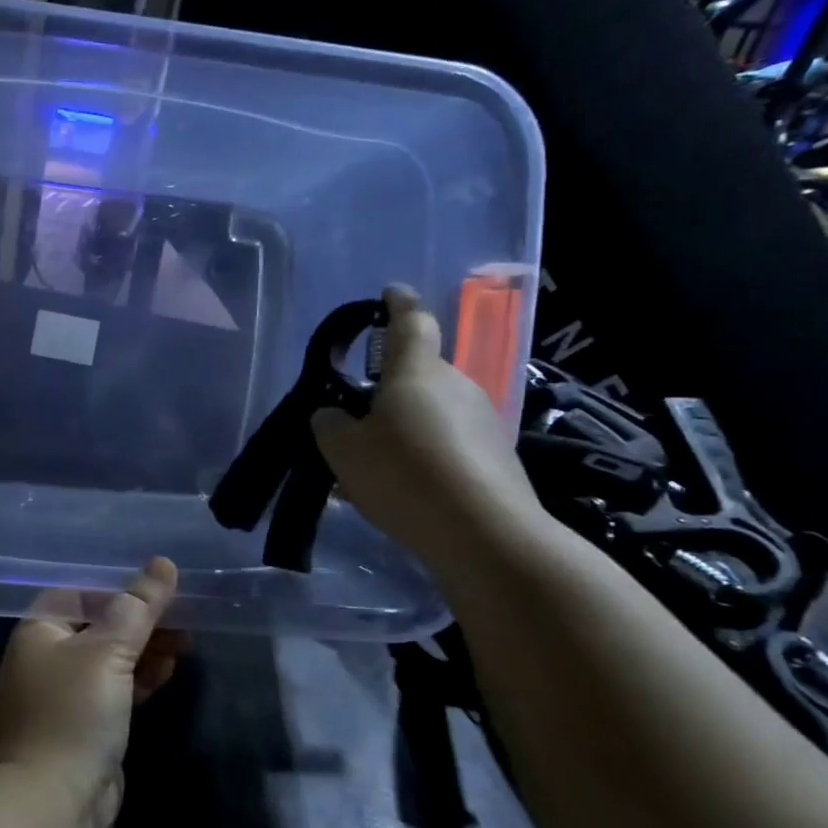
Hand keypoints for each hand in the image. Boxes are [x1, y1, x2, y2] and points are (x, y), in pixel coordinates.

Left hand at [0, 558, 180, 827]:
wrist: (52, 803)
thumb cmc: (74, 712)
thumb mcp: (108, 651)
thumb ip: (138, 607)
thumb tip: (163, 563)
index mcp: (38, 630)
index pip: (81, 593)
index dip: (120, 587)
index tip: (161, 588)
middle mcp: (45, 657)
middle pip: (98, 625)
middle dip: (140, 620)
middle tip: (184, 617)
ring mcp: (63, 693)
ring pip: (109, 658)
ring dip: (144, 648)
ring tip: (185, 642)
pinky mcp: (83, 724)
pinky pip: (113, 688)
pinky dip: (138, 678)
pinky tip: (166, 673)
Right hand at [311, 285, 541, 565]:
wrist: (484, 533)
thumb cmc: (403, 475)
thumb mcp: (342, 450)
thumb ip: (329, 424)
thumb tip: (333, 415)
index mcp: (416, 371)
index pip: (410, 322)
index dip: (398, 304)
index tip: (390, 293)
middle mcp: (455, 384)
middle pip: (417, 375)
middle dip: (388, 390)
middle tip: (355, 422)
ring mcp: (483, 419)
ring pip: (431, 412)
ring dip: (404, 427)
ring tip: (375, 466)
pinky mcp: (497, 455)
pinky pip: (448, 442)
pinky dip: (424, 455)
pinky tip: (405, 489)